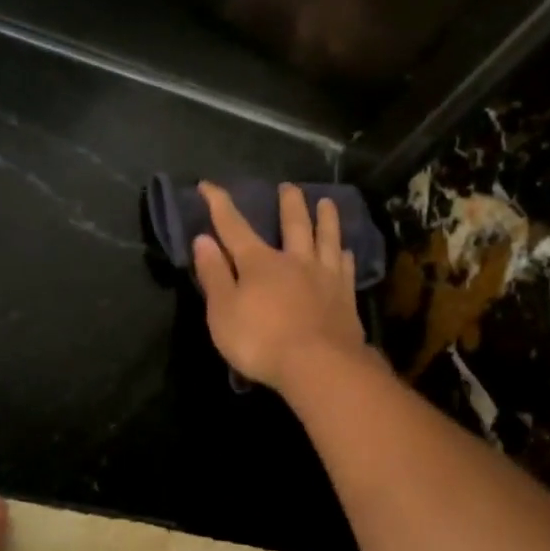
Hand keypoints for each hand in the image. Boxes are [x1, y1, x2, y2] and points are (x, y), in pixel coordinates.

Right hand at [193, 181, 370, 392]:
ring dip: (326, 219)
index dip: (219, 204)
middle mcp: (294, 260)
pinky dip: (345, 256)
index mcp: (259, 262)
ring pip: (326, 238)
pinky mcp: (345, 296)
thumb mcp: (223, 312)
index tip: (208, 185)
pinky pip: (346, 268)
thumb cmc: (261, 341)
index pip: (234, 226)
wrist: (319, 365)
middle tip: (289, 186)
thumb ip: (214, 275)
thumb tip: (202, 239)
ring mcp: (324, 276)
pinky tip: (346, 251)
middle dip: (289, 203)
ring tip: (327, 202)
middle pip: (293, 224)